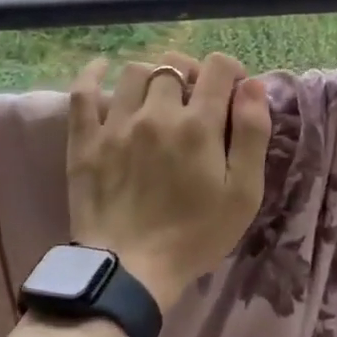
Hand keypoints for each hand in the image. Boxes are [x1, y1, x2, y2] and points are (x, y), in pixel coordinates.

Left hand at [67, 51, 272, 310]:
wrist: (130, 271)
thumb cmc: (195, 235)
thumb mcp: (243, 193)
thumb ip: (252, 134)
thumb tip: (253, 85)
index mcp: (198, 125)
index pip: (219, 67)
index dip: (231, 71)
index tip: (234, 92)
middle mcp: (156, 113)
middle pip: (175, 65)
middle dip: (193, 73)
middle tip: (197, 99)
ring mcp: (116, 124)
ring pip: (135, 72)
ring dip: (153, 76)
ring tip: (159, 97)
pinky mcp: (85, 140)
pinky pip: (83, 92)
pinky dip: (93, 74)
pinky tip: (103, 68)